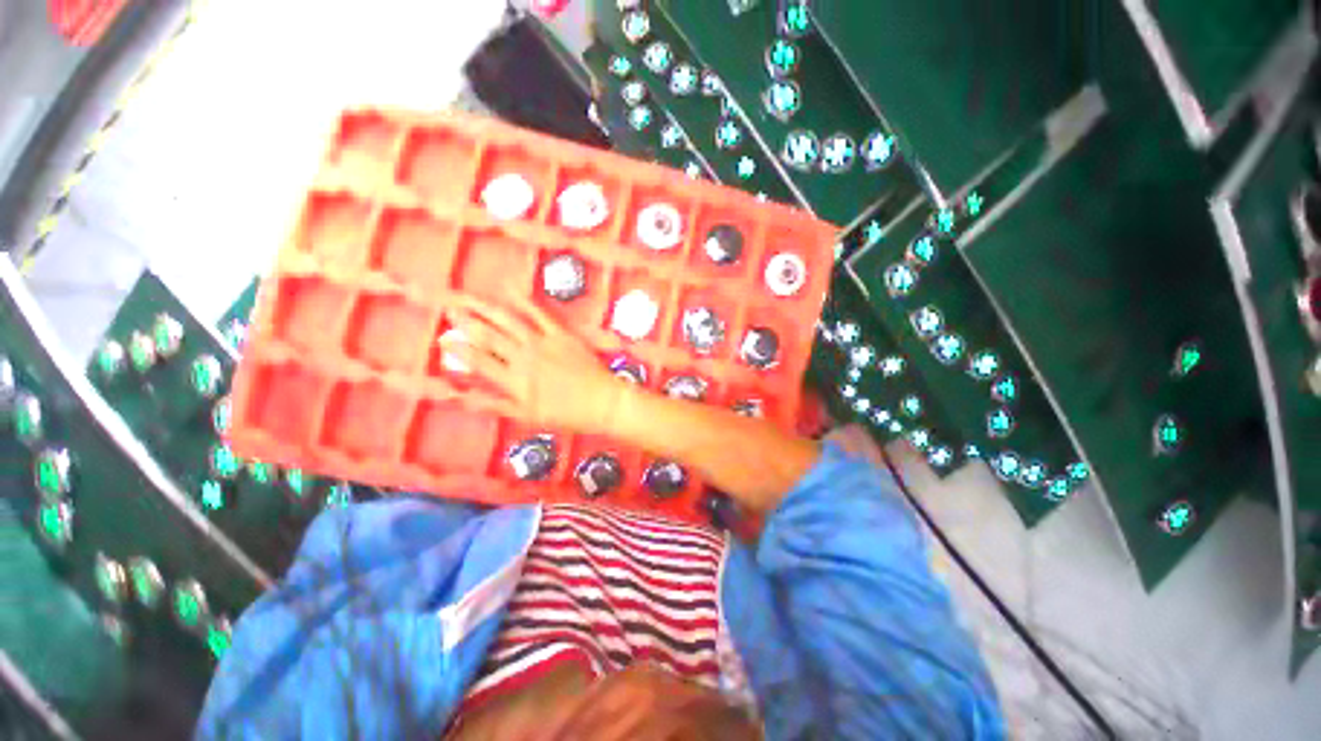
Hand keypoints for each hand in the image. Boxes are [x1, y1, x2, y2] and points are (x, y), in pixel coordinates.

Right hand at [440, 293, 628, 435]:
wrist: (603, 402)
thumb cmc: (568, 414)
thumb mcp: (530, 416)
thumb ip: (498, 404)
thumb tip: (467, 397)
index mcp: (514, 381)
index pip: (478, 360)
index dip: (458, 349)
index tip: (442, 338)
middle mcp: (523, 358)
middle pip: (487, 335)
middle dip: (464, 320)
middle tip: (446, 306)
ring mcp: (543, 342)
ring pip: (507, 320)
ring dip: (484, 307)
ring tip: (466, 296)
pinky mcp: (561, 333)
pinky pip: (539, 314)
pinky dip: (523, 300)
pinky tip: (509, 289)